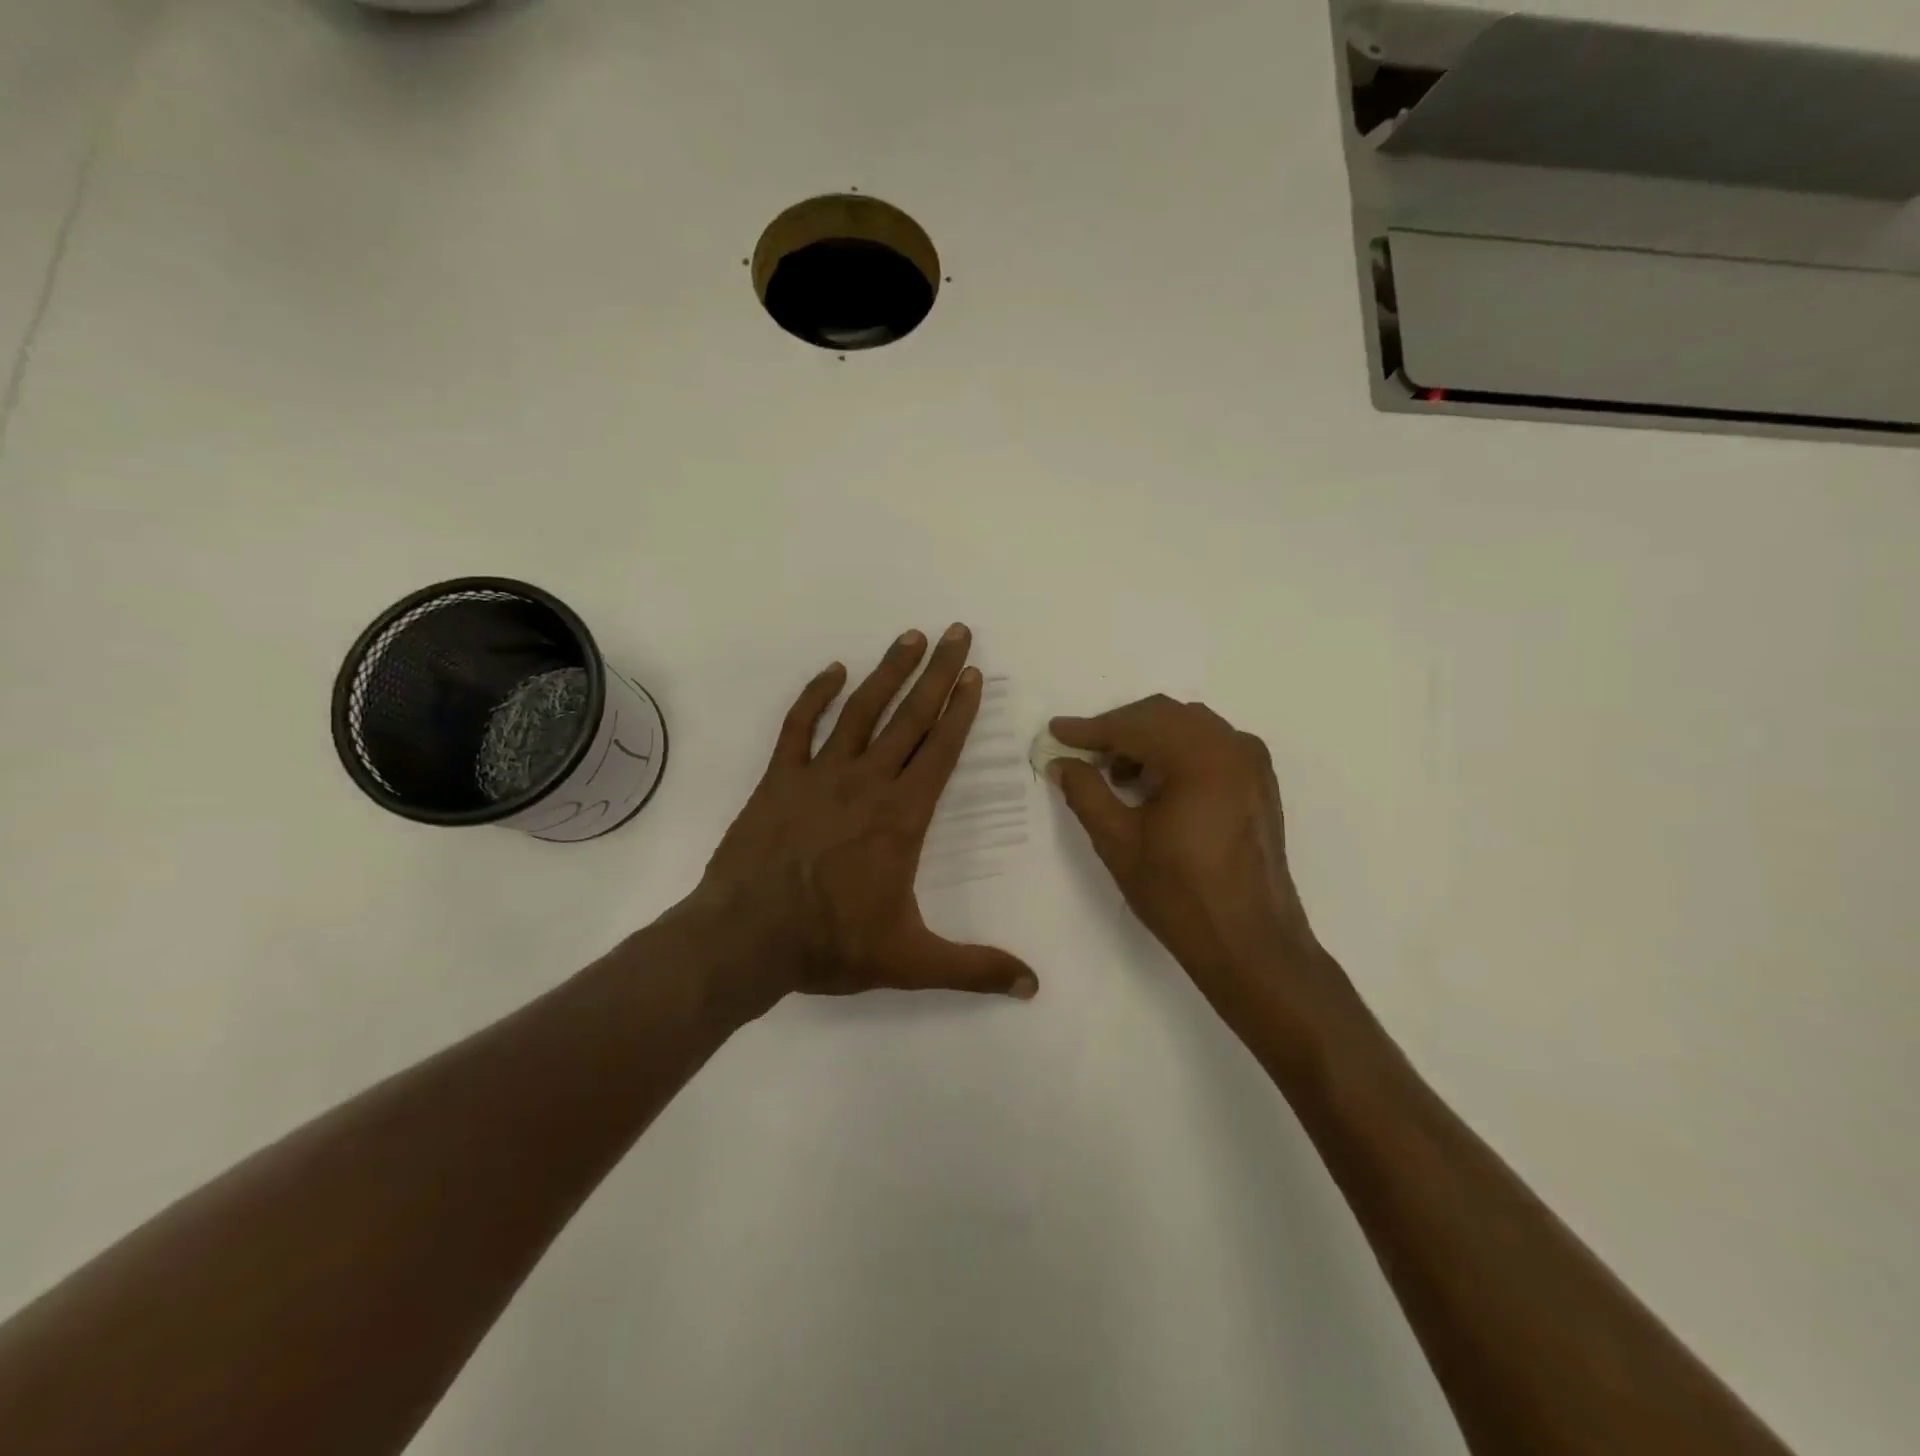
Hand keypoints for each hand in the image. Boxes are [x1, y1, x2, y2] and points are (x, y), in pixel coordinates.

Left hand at [690, 625, 1038, 1012]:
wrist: (745, 938)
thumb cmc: (831, 945)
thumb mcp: (910, 962)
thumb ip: (974, 968)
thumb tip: (1033, 985)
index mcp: (901, 817)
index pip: (940, 751)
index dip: (962, 710)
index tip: (976, 675)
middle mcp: (867, 783)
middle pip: (910, 717)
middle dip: (939, 673)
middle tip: (958, 632)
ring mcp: (819, 775)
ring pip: (861, 710)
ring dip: (888, 671)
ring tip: (911, 637)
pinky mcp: (779, 779)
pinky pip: (800, 726)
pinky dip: (816, 695)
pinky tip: (833, 670)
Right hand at [1048, 696, 1334, 1015]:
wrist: (1250, 943)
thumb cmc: (1179, 894)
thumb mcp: (1118, 842)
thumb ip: (1085, 792)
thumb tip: (1063, 762)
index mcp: (1200, 757)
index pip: (1133, 726)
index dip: (1090, 729)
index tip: (1056, 732)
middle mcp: (1232, 746)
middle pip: (1163, 715)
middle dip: (1119, 729)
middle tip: (1083, 754)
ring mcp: (1252, 762)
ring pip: (1188, 726)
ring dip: (1148, 738)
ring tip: (1118, 775)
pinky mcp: (1260, 782)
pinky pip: (1212, 745)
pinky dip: (1178, 750)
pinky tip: (1157, 783)